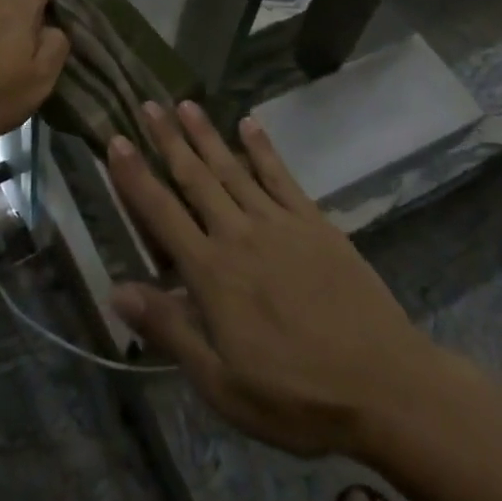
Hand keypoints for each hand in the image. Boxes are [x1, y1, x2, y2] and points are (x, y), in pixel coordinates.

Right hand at [107, 103, 437, 458]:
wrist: (386, 387)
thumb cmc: (297, 397)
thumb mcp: (222, 384)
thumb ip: (170, 330)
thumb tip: (117, 289)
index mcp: (212, 273)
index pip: (161, 213)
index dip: (135, 176)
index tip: (115, 141)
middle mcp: (239, 235)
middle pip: (195, 178)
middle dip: (167, 140)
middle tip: (147, 104)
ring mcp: (279, 223)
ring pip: (232, 168)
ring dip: (206, 134)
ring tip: (184, 103)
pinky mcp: (314, 223)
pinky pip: (281, 176)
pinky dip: (262, 148)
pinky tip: (248, 124)